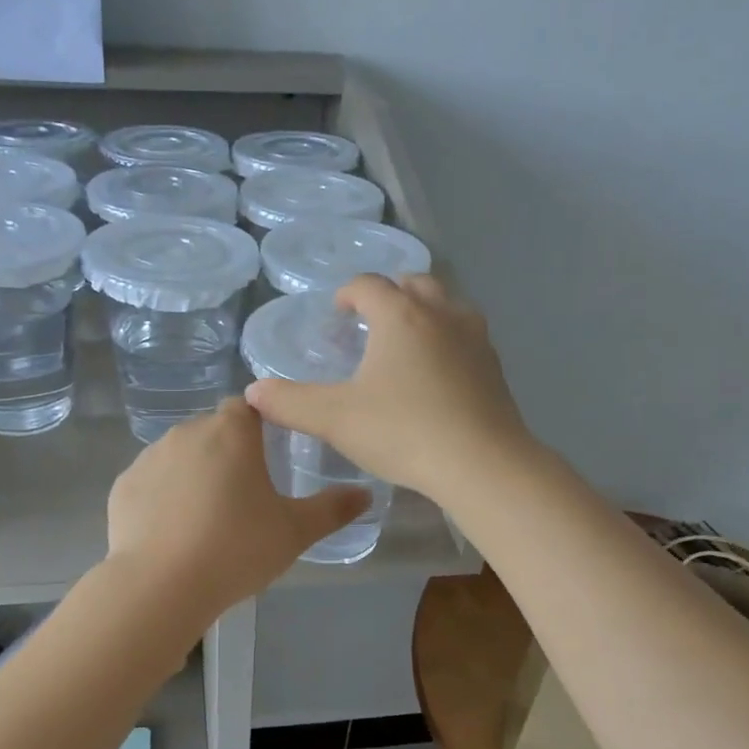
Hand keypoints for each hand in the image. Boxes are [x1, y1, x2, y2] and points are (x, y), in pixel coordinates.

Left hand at [105, 398, 369, 619]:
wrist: (161, 586)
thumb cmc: (236, 548)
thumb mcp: (294, 532)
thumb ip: (332, 509)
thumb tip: (366, 494)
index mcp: (231, 432)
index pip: (248, 406)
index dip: (260, 425)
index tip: (269, 456)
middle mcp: (187, 432)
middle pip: (213, 430)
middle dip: (227, 453)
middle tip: (244, 496)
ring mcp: (149, 458)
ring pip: (180, 455)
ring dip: (194, 474)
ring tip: (207, 519)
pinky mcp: (123, 487)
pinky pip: (151, 482)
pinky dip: (163, 497)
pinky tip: (173, 532)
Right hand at [244, 274, 534, 506]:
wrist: (482, 464)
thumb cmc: (403, 432)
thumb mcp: (335, 420)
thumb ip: (290, 403)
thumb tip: (253, 392)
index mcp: (400, 315)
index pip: (369, 285)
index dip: (348, 293)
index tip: (338, 313)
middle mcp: (441, 314)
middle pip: (414, 283)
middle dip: (390, 294)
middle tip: (370, 321)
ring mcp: (475, 337)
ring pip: (447, 305)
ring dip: (424, 312)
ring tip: (405, 343)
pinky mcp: (496, 366)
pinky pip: (466, 336)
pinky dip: (447, 340)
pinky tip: (437, 374)